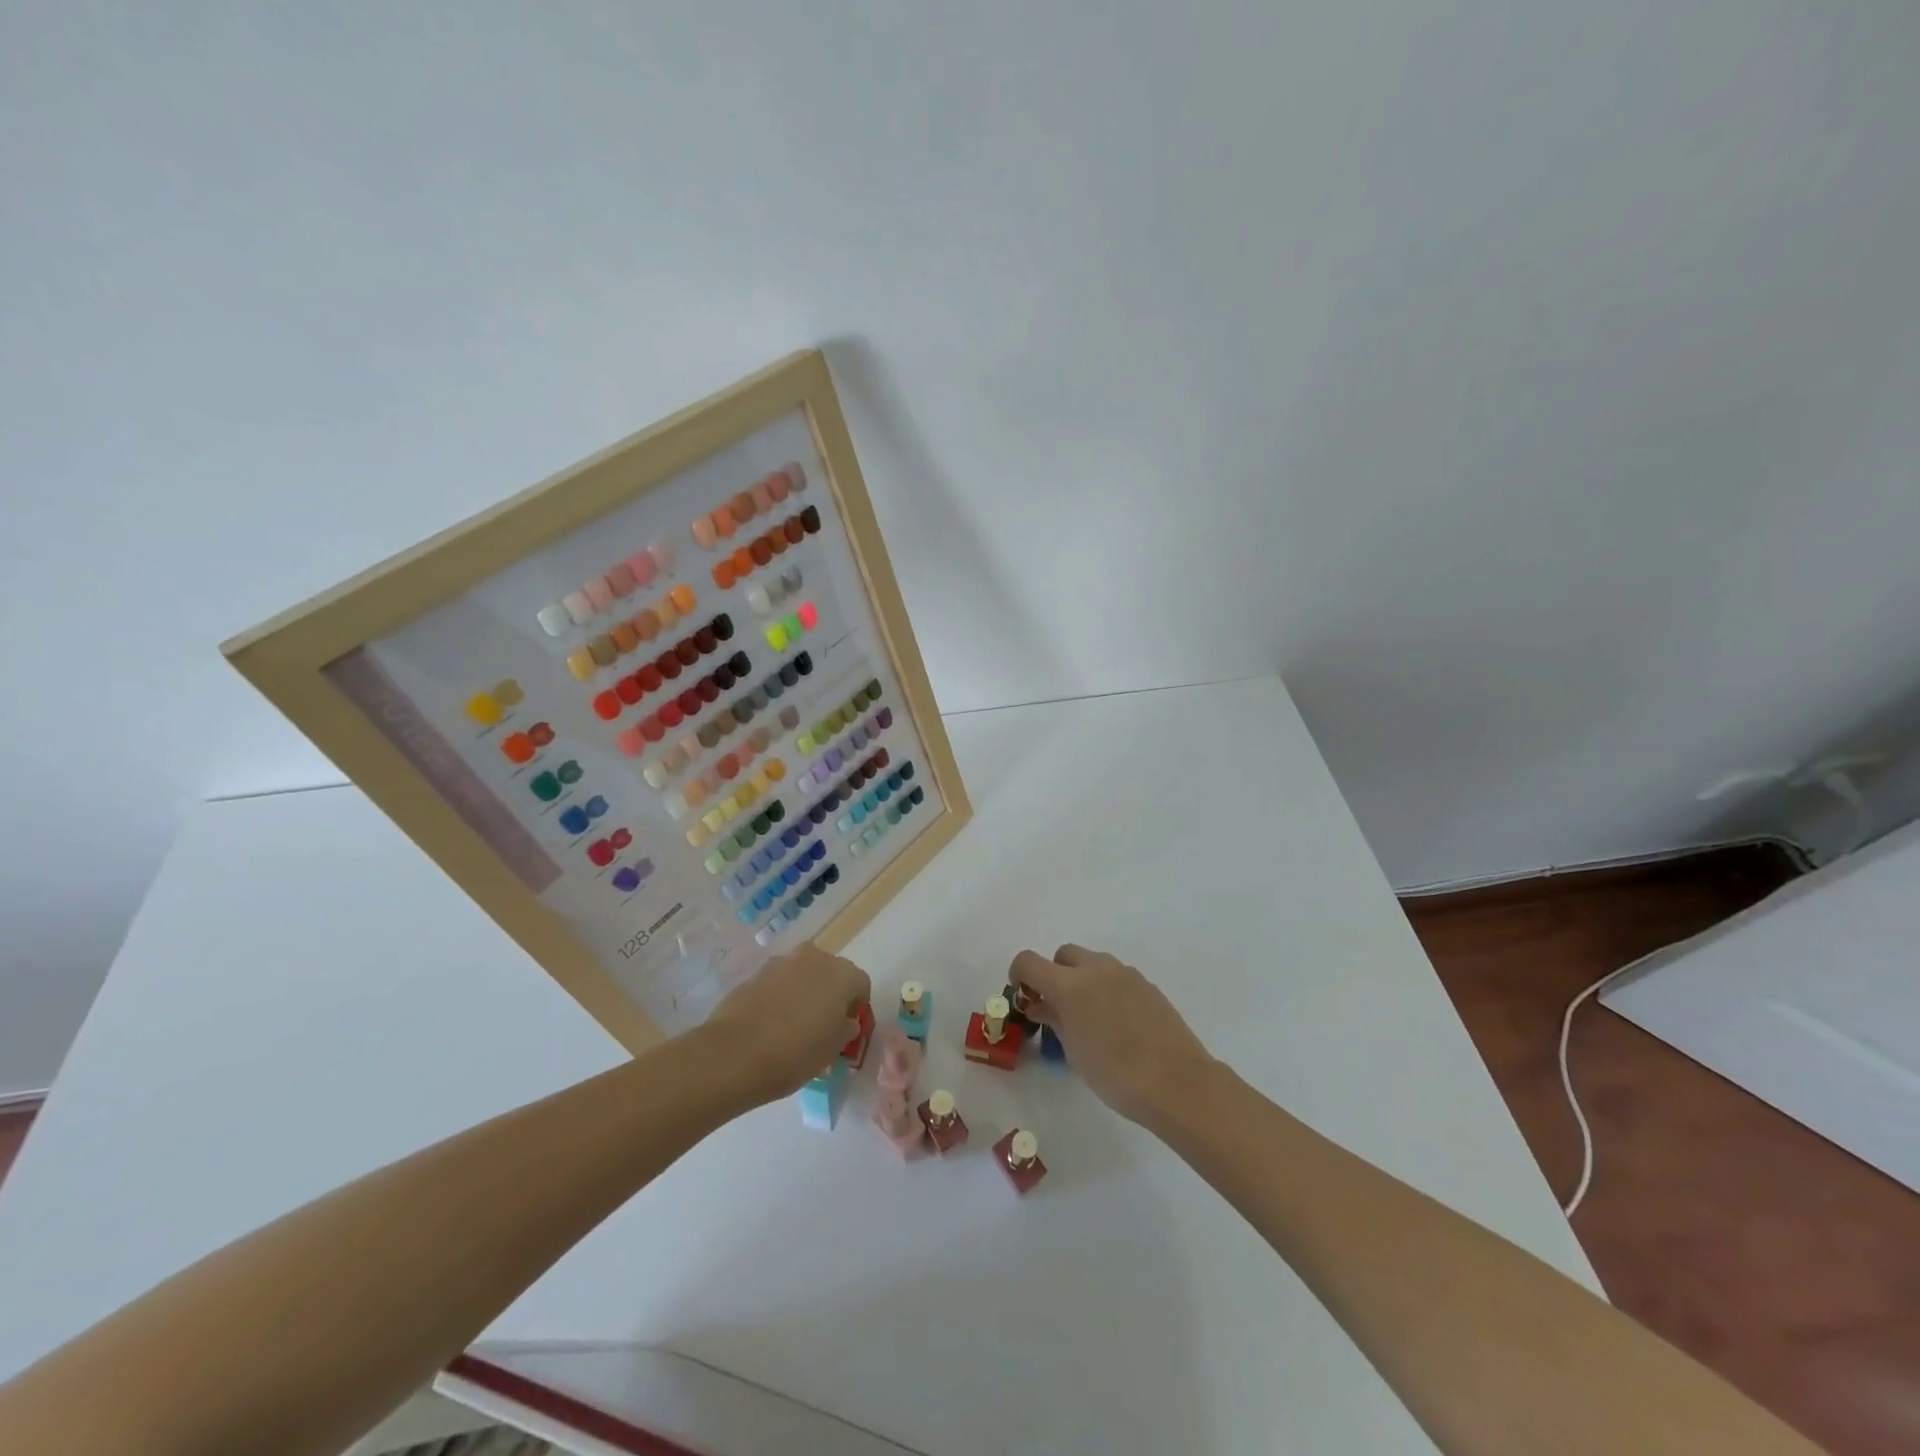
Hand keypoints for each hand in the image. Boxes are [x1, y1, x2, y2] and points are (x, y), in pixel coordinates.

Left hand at [705, 945, 870, 1106]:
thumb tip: (844, 1021)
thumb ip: (845, 1029)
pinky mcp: (755, 973)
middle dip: (829, 994)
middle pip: (831, 973)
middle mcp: (815, 958)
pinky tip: (769, 1024)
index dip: (856, 1007)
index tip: (846, 1030)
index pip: (861, 985)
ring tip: (792, 1025)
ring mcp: (782, 962)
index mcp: (842, 974)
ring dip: (803, 992)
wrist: (735, 1053)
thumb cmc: (796, 1052)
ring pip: (802, 974)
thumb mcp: (833, 1049)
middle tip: (821, 1025)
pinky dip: (779, 997)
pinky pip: (777, 983)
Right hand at [1011, 944, 1215, 1126]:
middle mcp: (1096, 969)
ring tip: (1090, 1019)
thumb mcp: (1074, 1051)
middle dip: (1054, 975)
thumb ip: (1055, 1020)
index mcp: (1070, 984)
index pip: (1029, 961)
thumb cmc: (1116, 1074)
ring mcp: (1125, 973)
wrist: (1177, 1082)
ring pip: (1092, 963)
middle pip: (1063, 955)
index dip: (1019, 975)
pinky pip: (1115, 977)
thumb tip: (1042, 1006)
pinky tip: (1118, 1023)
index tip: (1024, 998)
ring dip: (1082, 981)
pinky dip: (1106, 989)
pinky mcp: (1146, 984)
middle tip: (1058, 1008)